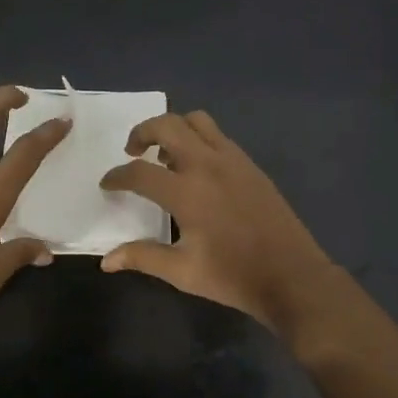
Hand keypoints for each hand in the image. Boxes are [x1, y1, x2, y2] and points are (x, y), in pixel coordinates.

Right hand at [98, 110, 341, 333]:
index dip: (117, 176)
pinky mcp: (250, 165)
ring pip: (197, 121)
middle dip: (142, 132)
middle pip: (167, 125)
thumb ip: (143, 257)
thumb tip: (107, 260)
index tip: (108, 184)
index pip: (140, 172)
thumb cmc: (233, 276)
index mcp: (187, 192)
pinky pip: (218, 136)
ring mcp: (233, 160)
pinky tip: (196, 169)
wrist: (291, 276)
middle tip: (133, 152)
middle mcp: (208, 165)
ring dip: (174, 129)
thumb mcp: (183, 272)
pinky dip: (198, 139)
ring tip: (165, 156)